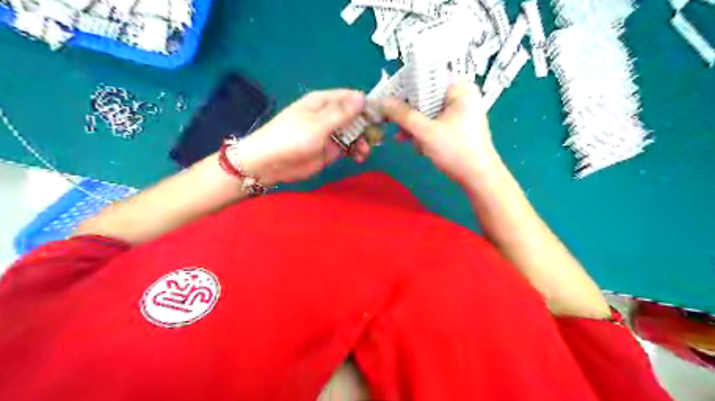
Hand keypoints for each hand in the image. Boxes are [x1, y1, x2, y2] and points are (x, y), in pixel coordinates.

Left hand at [237, 89, 370, 184]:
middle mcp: (329, 115)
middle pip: (356, 116)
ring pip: (355, 133)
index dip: (367, 105)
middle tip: (378, 137)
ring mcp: (331, 134)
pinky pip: (349, 148)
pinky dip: (356, 152)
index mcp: (324, 101)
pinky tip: (359, 157)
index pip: (352, 97)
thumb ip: (341, 113)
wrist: (270, 164)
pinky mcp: (330, 150)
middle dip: (368, 126)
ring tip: (364, 152)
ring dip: (363, 141)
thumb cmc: (291, 138)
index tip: (383, 116)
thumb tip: (363, 97)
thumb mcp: (317, 125)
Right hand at [382, 80, 498, 186]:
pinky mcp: (458, 125)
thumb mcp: (425, 132)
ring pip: (428, 111)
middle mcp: (461, 95)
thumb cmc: (455, 151)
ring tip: (402, 139)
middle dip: (409, 113)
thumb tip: (381, 101)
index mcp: (459, 88)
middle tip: (392, 123)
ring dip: (414, 125)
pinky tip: (416, 145)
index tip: (387, 101)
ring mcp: (460, 111)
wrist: (479, 178)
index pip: (425, 78)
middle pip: (426, 96)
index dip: (404, 89)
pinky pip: (435, 122)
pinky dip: (424, 132)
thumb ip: (402, 115)